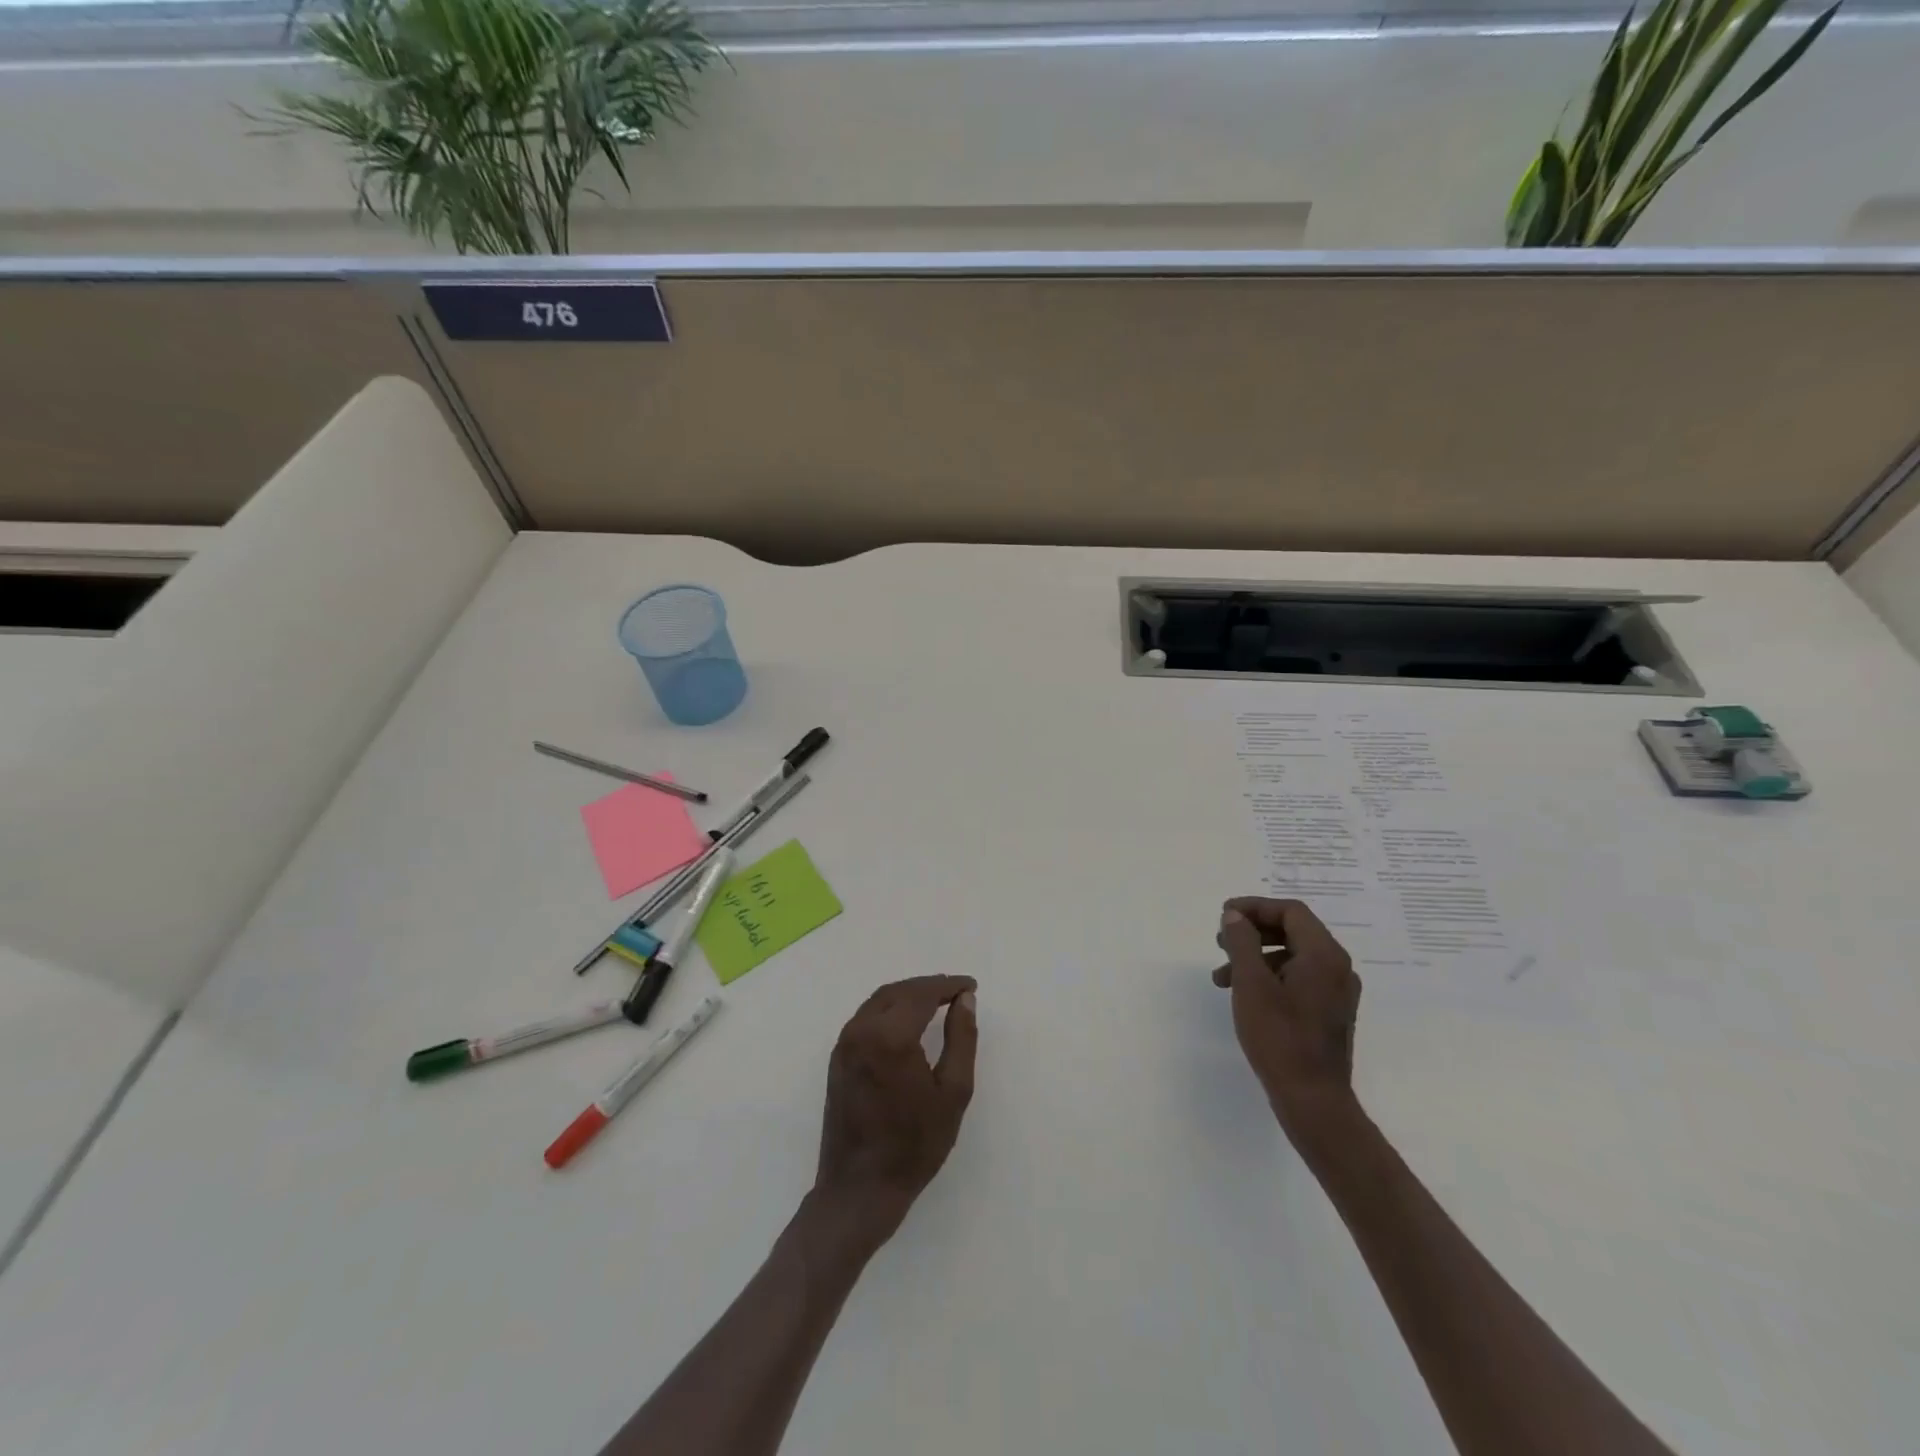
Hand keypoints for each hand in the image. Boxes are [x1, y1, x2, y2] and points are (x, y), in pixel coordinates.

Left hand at [814, 975, 977, 1246]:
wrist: (859, 1189)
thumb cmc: (914, 1145)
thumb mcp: (953, 1093)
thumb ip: (961, 1039)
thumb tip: (965, 1000)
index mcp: (890, 1037)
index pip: (922, 994)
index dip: (948, 985)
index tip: (971, 986)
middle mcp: (861, 1030)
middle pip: (899, 991)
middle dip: (929, 986)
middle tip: (957, 992)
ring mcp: (845, 1043)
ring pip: (880, 1001)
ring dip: (909, 995)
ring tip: (938, 1002)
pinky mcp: (838, 1057)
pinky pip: (866, 1017)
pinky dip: (891, 1008)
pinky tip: (908, 1021)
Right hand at [1213, 898, 1361, 1139]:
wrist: (1313, 1100)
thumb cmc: (1280, 1037)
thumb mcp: (1251, 984)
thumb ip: (1242, 942)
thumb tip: (1235, 916)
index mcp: (1324, 955)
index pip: (1290, 912)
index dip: (1254, 907)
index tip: (1224, 915)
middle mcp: (1337, 968)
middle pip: (1293, 931)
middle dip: (1253, 932)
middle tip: (1220, 941)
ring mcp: (1337, 992)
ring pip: (1293, 956)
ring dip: (1256, 957)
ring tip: (1222, 976)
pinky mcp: (1330, 1012)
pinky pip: (1298, 978)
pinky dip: (1269, 977)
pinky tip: (1245, 995)